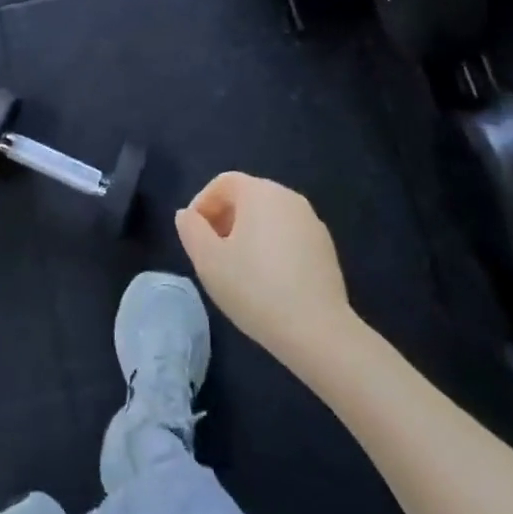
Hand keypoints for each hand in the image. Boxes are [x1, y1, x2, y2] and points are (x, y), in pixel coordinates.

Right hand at [175, 172, 356, 375]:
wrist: (317, 330)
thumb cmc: (255, 288)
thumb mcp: (208, 260)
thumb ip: (191, 230)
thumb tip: (187, 215)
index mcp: (260, 192)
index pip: (223, 182)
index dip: (202, 203)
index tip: (194, 235)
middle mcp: (288, 197)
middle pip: (247, 196)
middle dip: (224, 218)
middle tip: (212, 252)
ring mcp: (311, 221)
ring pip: (269, 216)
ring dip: (247, 233)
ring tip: (237, 268)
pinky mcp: (325, 247)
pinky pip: (288, 235)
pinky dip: (272, 247)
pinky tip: (267, 280)